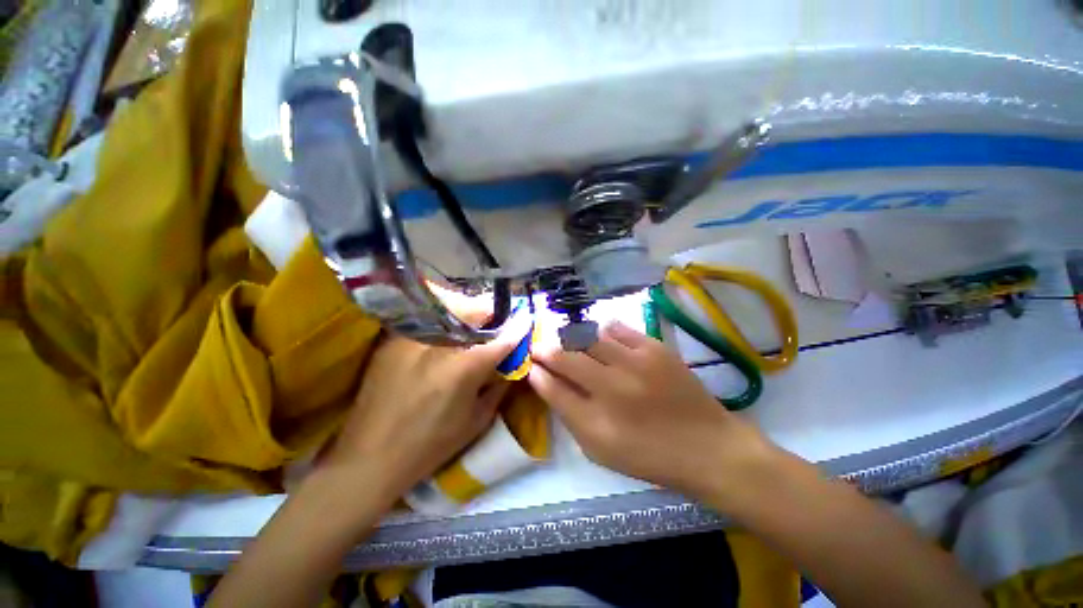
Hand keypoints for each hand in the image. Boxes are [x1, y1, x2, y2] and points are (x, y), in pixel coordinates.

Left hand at [321, 323, 521, 497]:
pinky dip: (443, 323)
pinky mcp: (392, 341)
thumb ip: (499, 387)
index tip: (526, 319)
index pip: (502, 339)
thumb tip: (511, 365)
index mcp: (464, 367)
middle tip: (496, 323)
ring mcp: (412, 338)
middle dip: (491, 313)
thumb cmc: (431, 445)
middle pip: (474, 310)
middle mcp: (439, 344)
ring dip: (467, 314)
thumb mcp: (477, 420)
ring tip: (472, 325)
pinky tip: (444, 336)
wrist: (370, 457)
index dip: (518, 327)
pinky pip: (426, 321)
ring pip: (449, 309)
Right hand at [528, 321, 773, 500]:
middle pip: (565, 357)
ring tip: (569, 340)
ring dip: (572, 337)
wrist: (708, 446)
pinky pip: (617, 328)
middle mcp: (613, 388)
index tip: (530, 363)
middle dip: (545, 348)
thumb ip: (569, 414)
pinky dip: (602, 330)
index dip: (536, 372)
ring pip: (588, 336)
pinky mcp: (655, 348)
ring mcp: (636, 363)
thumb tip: (544, 381)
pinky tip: (601, 337)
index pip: (552, 388)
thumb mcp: (600, 449)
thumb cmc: (649, 455)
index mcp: (597, 423)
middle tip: (541, 346)